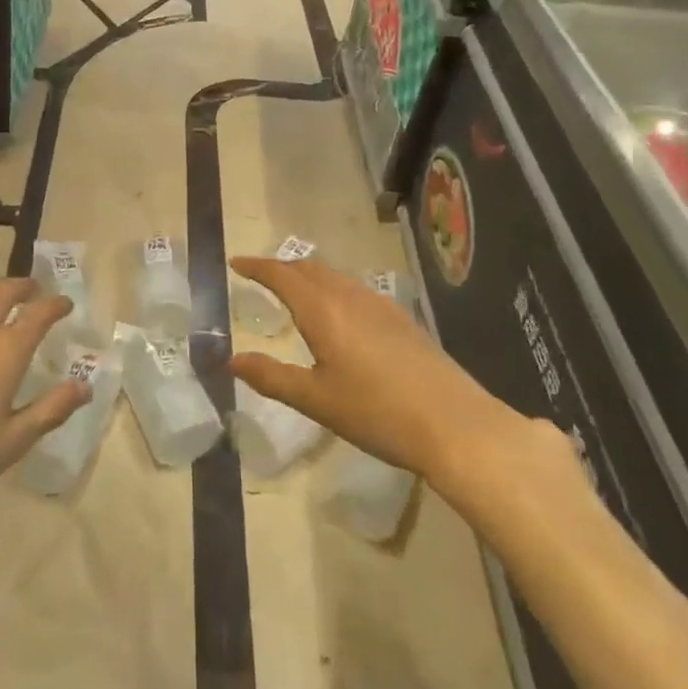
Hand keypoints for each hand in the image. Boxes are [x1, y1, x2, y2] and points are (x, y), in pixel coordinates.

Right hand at [228, 257, 580, 514]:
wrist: (456, 425)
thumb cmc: (377, 412)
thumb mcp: (315, 400)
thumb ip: (271, 377)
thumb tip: (232, 360)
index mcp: (323, 310)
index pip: (282, 275)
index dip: (256, 266)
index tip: (235, 263)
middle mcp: (350, 296)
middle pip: (309, 268)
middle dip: (282, 267)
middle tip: (261, 277)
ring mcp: (381, 305)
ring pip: (335, 277)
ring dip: (309, 276)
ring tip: (295, 292)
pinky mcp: (402, 320)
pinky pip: (356, 290)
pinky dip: (334, 289)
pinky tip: (340, 315)